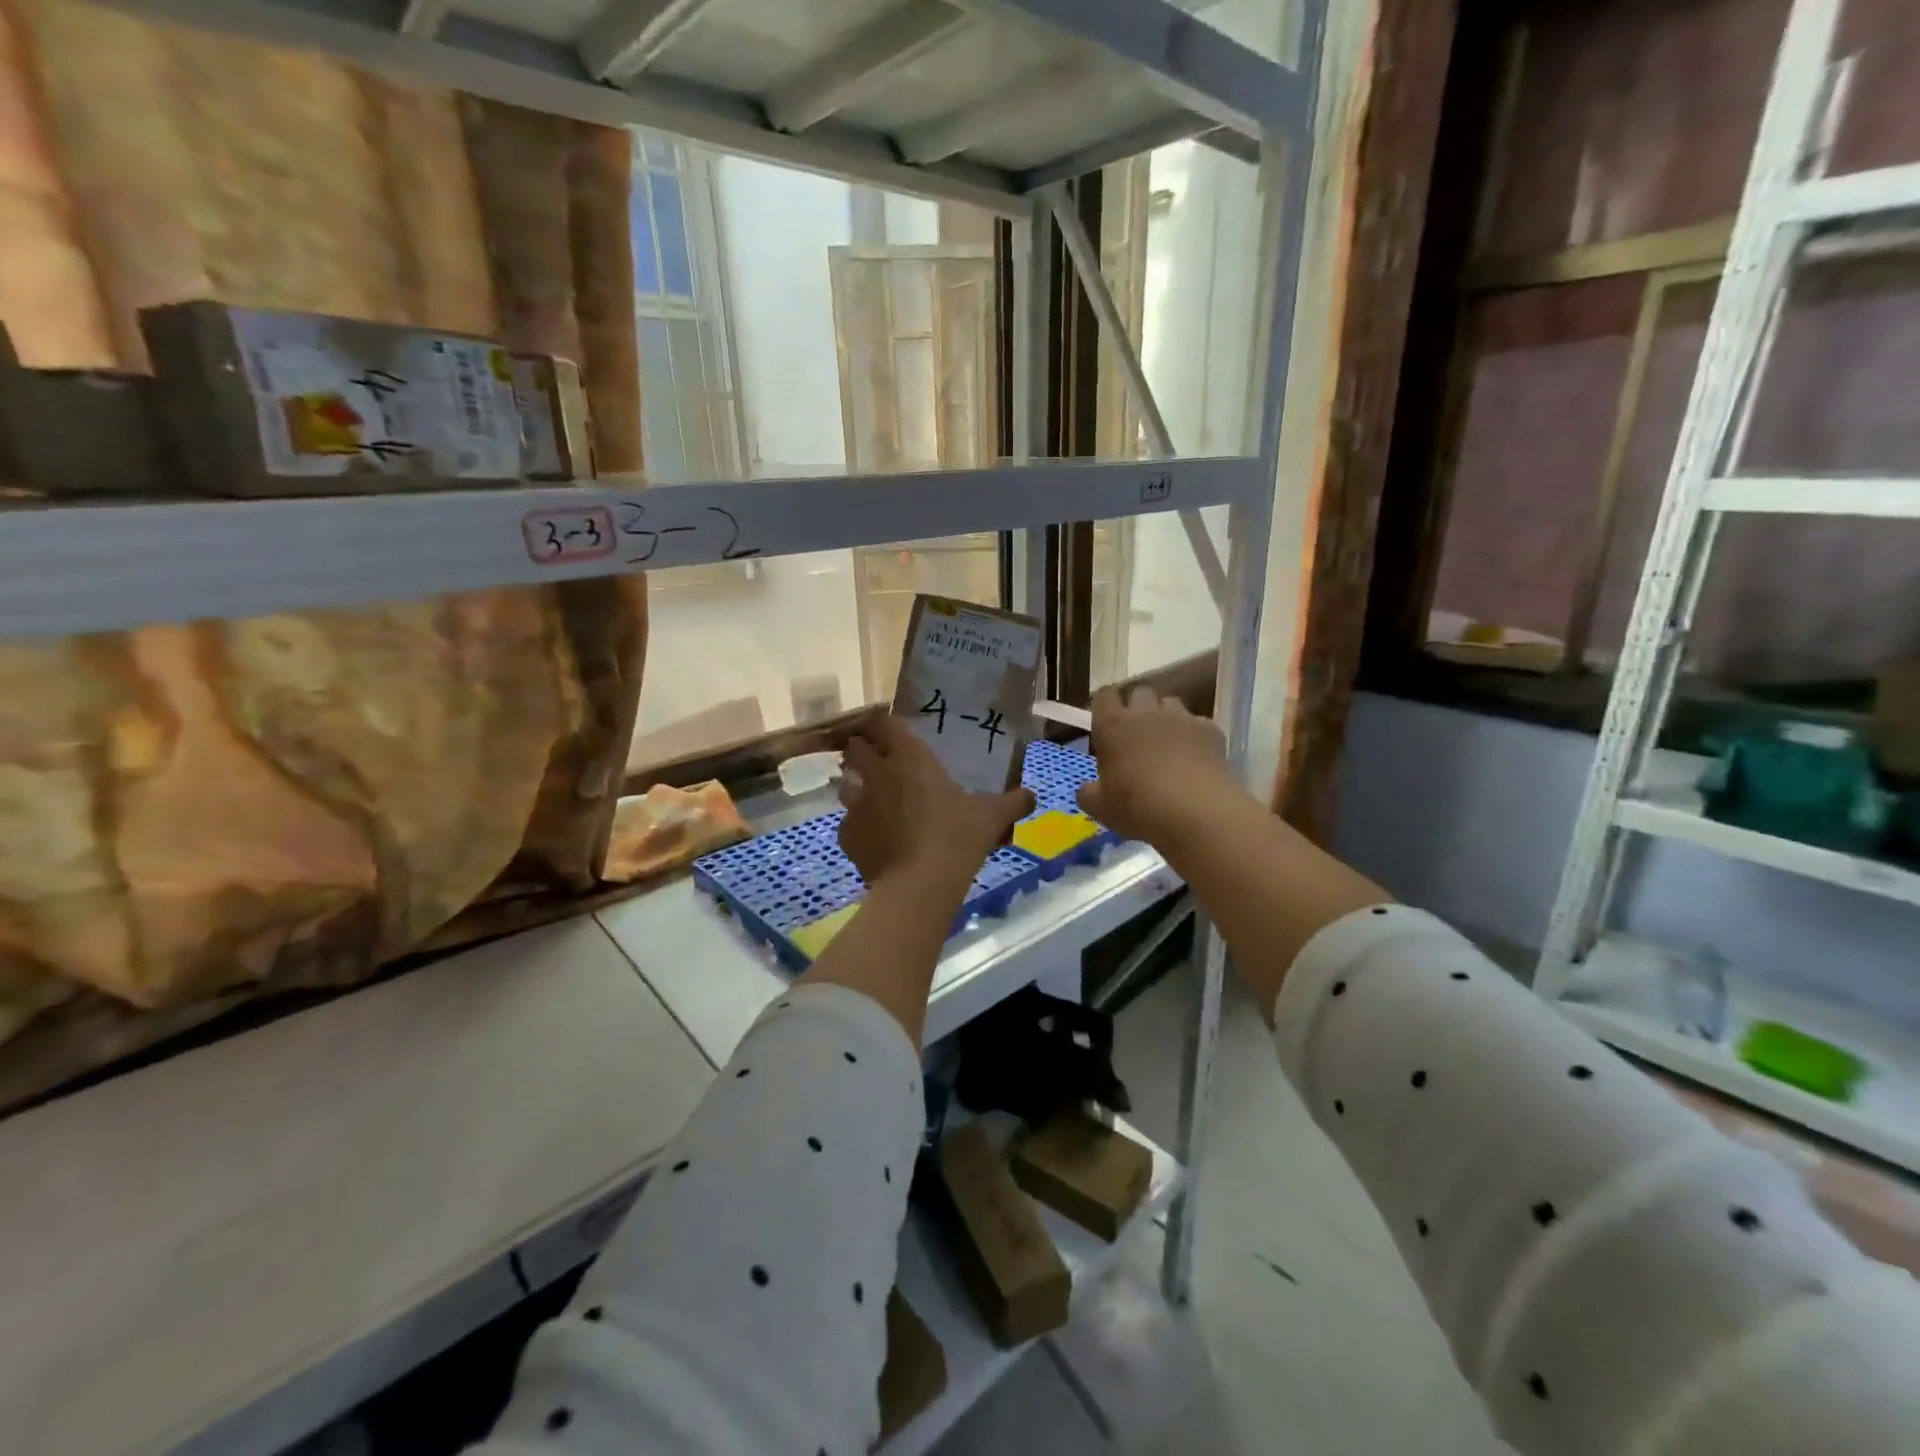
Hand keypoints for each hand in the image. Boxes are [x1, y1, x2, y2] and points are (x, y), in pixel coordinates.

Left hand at [838, 714, 1034, 890]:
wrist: (919, 885)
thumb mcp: (992, 817)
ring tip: (876, 802)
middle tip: (881, 764)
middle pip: (854, 748)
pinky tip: (876, 841)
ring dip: (857, 787)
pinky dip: (859, 828)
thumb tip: (1032, 796)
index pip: (882, 722)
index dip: (881, 723)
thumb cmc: (957, 837)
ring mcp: (856, 804)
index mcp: (910, 757)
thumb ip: (1013, 802)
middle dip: (862, 752)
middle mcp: (877, 772)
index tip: (889, 731)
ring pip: (846, 784)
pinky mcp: (846, 835)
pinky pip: (848, 824)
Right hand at [1078, 685, 1236, 841]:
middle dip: (1138, 707)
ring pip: (1171, 703)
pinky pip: (1199, 724)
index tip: (1106, 722)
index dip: (1106, 705)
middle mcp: (1146, 713)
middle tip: (1137, 734)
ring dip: (1167, 718)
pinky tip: (1197, 759)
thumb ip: (1089, 794)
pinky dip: (1195, 736)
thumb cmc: (1137, 806)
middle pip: (1140, 692)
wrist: (1195, 811)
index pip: (1104, 696)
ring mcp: (1181, 718)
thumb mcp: (1101, 808)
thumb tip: (1087, 790)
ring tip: (1169, 744)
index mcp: (1113, 726)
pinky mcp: (1210, 729)